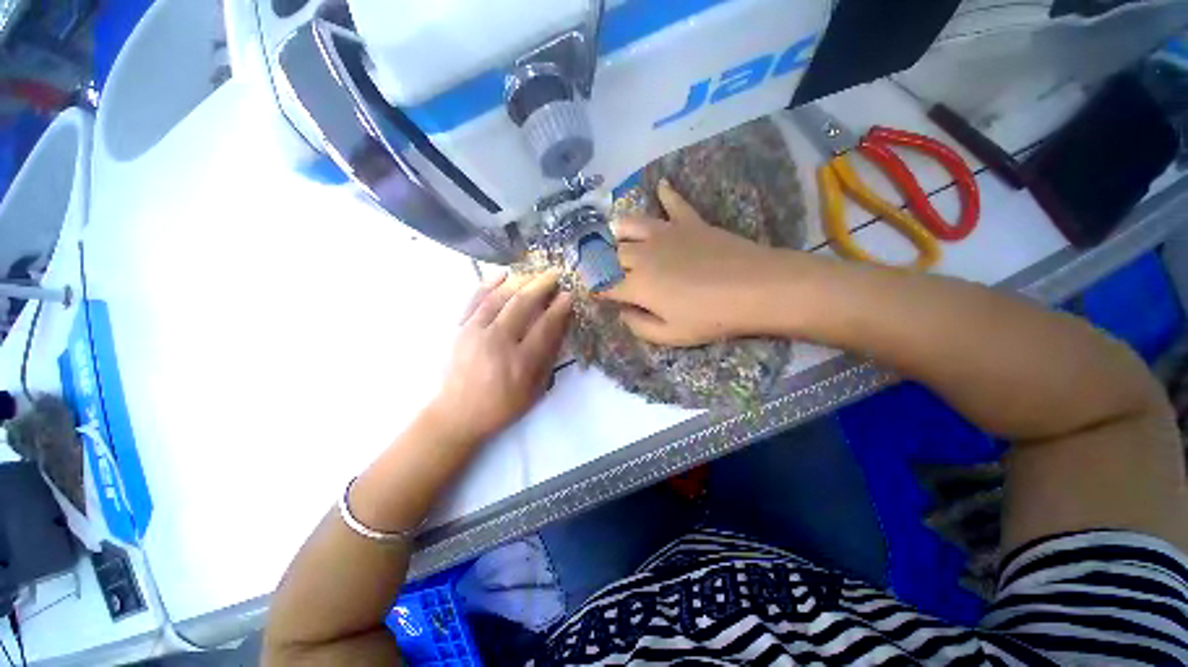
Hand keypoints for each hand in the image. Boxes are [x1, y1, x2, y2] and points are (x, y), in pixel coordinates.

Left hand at [426, 271, 571, 444]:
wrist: (457, 414)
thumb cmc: (502, 406)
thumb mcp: (535, 390)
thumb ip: (548, 358)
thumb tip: (559, 327)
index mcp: (521, 362)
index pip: (545, 326)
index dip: (560, 307)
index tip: (569, 294)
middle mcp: (498, 342)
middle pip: (522, 304)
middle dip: (542, 285)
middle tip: (555, 274)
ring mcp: (475, 332)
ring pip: (500, 297)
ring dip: (520, 280)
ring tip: (534, 272)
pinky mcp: (460, 329)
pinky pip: (475, 299)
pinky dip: (488, 284)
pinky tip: (502, 274)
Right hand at [598, 180, 793, 345]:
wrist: (755, 288)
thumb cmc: (711, 318)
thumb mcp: (671, 336)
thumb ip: (639, 326)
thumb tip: (623, 313)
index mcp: (637, 285)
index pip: (604, 285)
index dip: (593, 289)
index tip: (590, 292)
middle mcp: (643, 255)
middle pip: (611, 254)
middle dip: (599, 261)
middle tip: (599, 266)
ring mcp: (666, 234)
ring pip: (630, 224)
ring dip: (618, 230)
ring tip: (617, 235)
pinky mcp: (690, 222)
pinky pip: (674, 203)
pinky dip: (666, 194)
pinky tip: (661, 186)